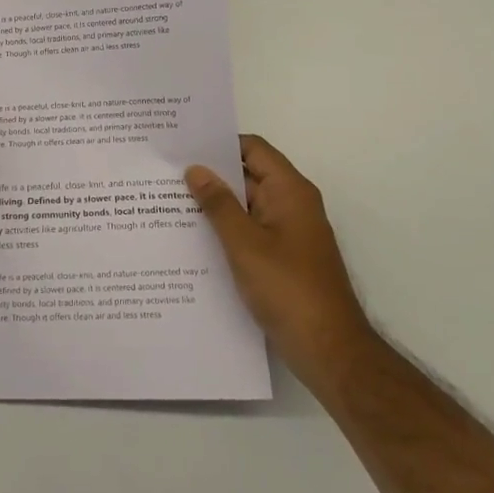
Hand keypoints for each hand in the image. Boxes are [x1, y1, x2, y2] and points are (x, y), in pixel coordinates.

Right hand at [186, 135, 370, 367]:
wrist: (329, 349)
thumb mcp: (245, 244)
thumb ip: (218, 205)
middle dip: (211, 175)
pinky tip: (192, 240)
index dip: (220, 143)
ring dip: (215, 205)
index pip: (253, 149)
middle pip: (248, 176)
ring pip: (246, 207)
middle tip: (164, 174)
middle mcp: (292, 205)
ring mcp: (288, 233)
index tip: (183, 145)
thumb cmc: (287, 289)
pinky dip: (225, 231)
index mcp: (290, 191)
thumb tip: (196, 170)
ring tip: (168, 204)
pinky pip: (250, 232)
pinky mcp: (282, 258)